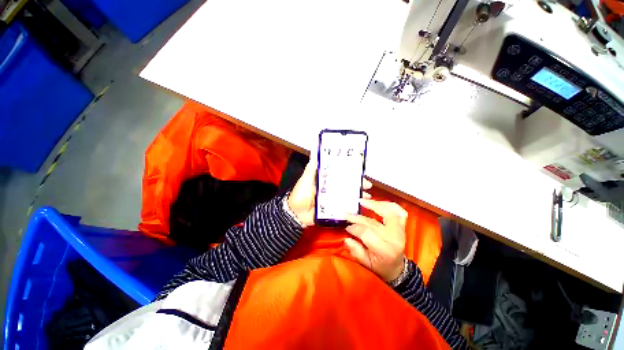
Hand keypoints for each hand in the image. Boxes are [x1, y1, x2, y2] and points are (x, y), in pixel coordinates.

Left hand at [287, 155, 372, 225]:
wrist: (296, 214)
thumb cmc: (300, 194)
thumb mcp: (306, 178)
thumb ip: (312, 166)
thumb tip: (315, 148)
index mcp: (325, 179)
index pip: (340, 173)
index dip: (350, 172)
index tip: (360, 171)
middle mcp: (330, 188)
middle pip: (347, 184)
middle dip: (358, 184)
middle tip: (367, 185)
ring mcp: (333, 199)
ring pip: (348, 195)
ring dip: (358, 195)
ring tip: (367, 195)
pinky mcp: (333, 209)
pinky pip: (345, 207)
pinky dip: (353, 207)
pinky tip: (360, 206)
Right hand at [344, 199, 407, 281]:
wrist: (397, 268)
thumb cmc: (380, 266)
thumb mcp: (366, 264)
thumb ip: (356, 251)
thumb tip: (346, 239)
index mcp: (385, 250)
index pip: (366, 233)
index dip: (354, 228)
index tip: (347, 226)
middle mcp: (394, 238)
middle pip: (373, 223)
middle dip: (357, 217)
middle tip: (347, 214)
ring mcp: (400, 231)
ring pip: (388, 212)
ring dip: (374, 205)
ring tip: (362, 201)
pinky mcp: (403, 226)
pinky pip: (399, 211)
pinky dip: (389, 205)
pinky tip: (379, 203)